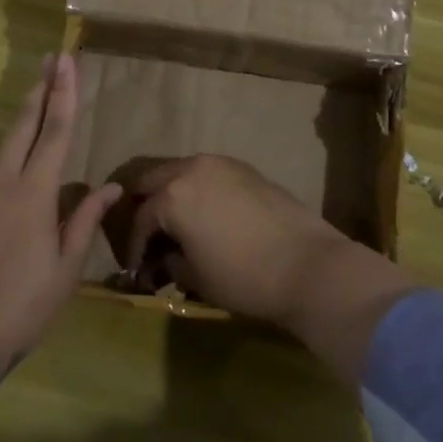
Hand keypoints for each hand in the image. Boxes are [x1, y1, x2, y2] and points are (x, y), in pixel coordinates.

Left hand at [0, 54, 118, 384]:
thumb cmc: (20, 308)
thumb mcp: (65, 269)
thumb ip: (84, 221)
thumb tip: (110, 188)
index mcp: (34, 194)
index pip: (55, 133)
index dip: (64, 95)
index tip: (67, 61)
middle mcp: (2, 184)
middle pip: (23, 126)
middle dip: (40, 90)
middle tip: (50, 59)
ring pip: (3, 148)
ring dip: (22, 119)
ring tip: (36, 98)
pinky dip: (8, 157)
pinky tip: (16, 165)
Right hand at [123, 155, 354, 324]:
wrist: (308, 265)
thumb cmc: (244, 277)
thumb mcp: (195, 278)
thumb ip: (169, 263)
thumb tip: (162, 261)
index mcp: (172, 196)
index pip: (140, 218)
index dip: (134, 246)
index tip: (136, 268)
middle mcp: (191, 169)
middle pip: (153, 181)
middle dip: (146, 208)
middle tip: (149, 237)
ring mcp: (220, 164)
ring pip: (181, 171)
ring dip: (171, 194)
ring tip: (176, 224)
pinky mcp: (244, 168)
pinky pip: (207, 173)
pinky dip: (197, 189)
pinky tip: (205, 214)